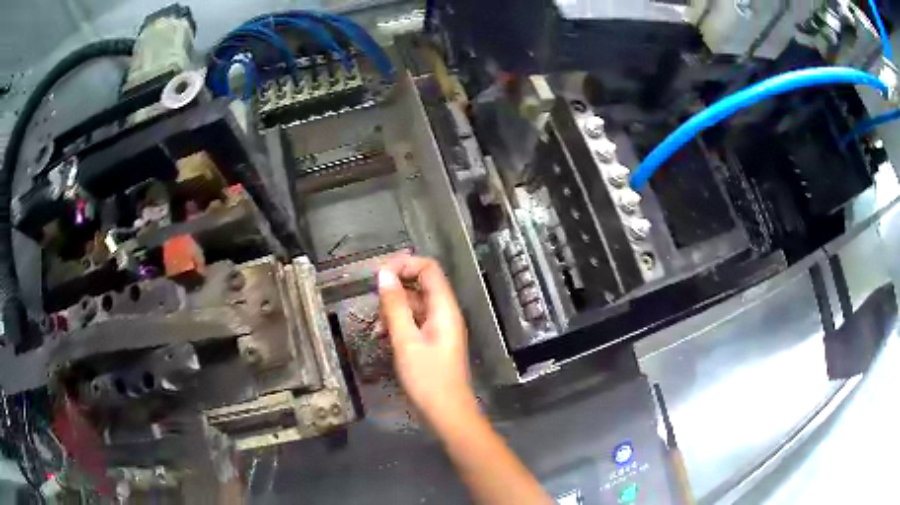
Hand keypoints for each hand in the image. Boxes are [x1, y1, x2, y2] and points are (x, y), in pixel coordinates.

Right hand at [377, 255, 475, 421]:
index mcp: (445, 308)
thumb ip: (395, 306)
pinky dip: (399, 323)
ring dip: (395, 307)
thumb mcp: (406, 341)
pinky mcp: (433, 342)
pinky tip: (383, 335)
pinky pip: (415, 321)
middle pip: (422, 284)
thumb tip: (384, 274)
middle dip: (396, 287)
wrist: (446, 413)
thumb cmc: (427, 379)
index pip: (429, 268)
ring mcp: (440, 328)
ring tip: (377, 323)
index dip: (404, 264)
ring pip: (416, 304)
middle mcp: (445, 313)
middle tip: (374, 301)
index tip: (379, 274)